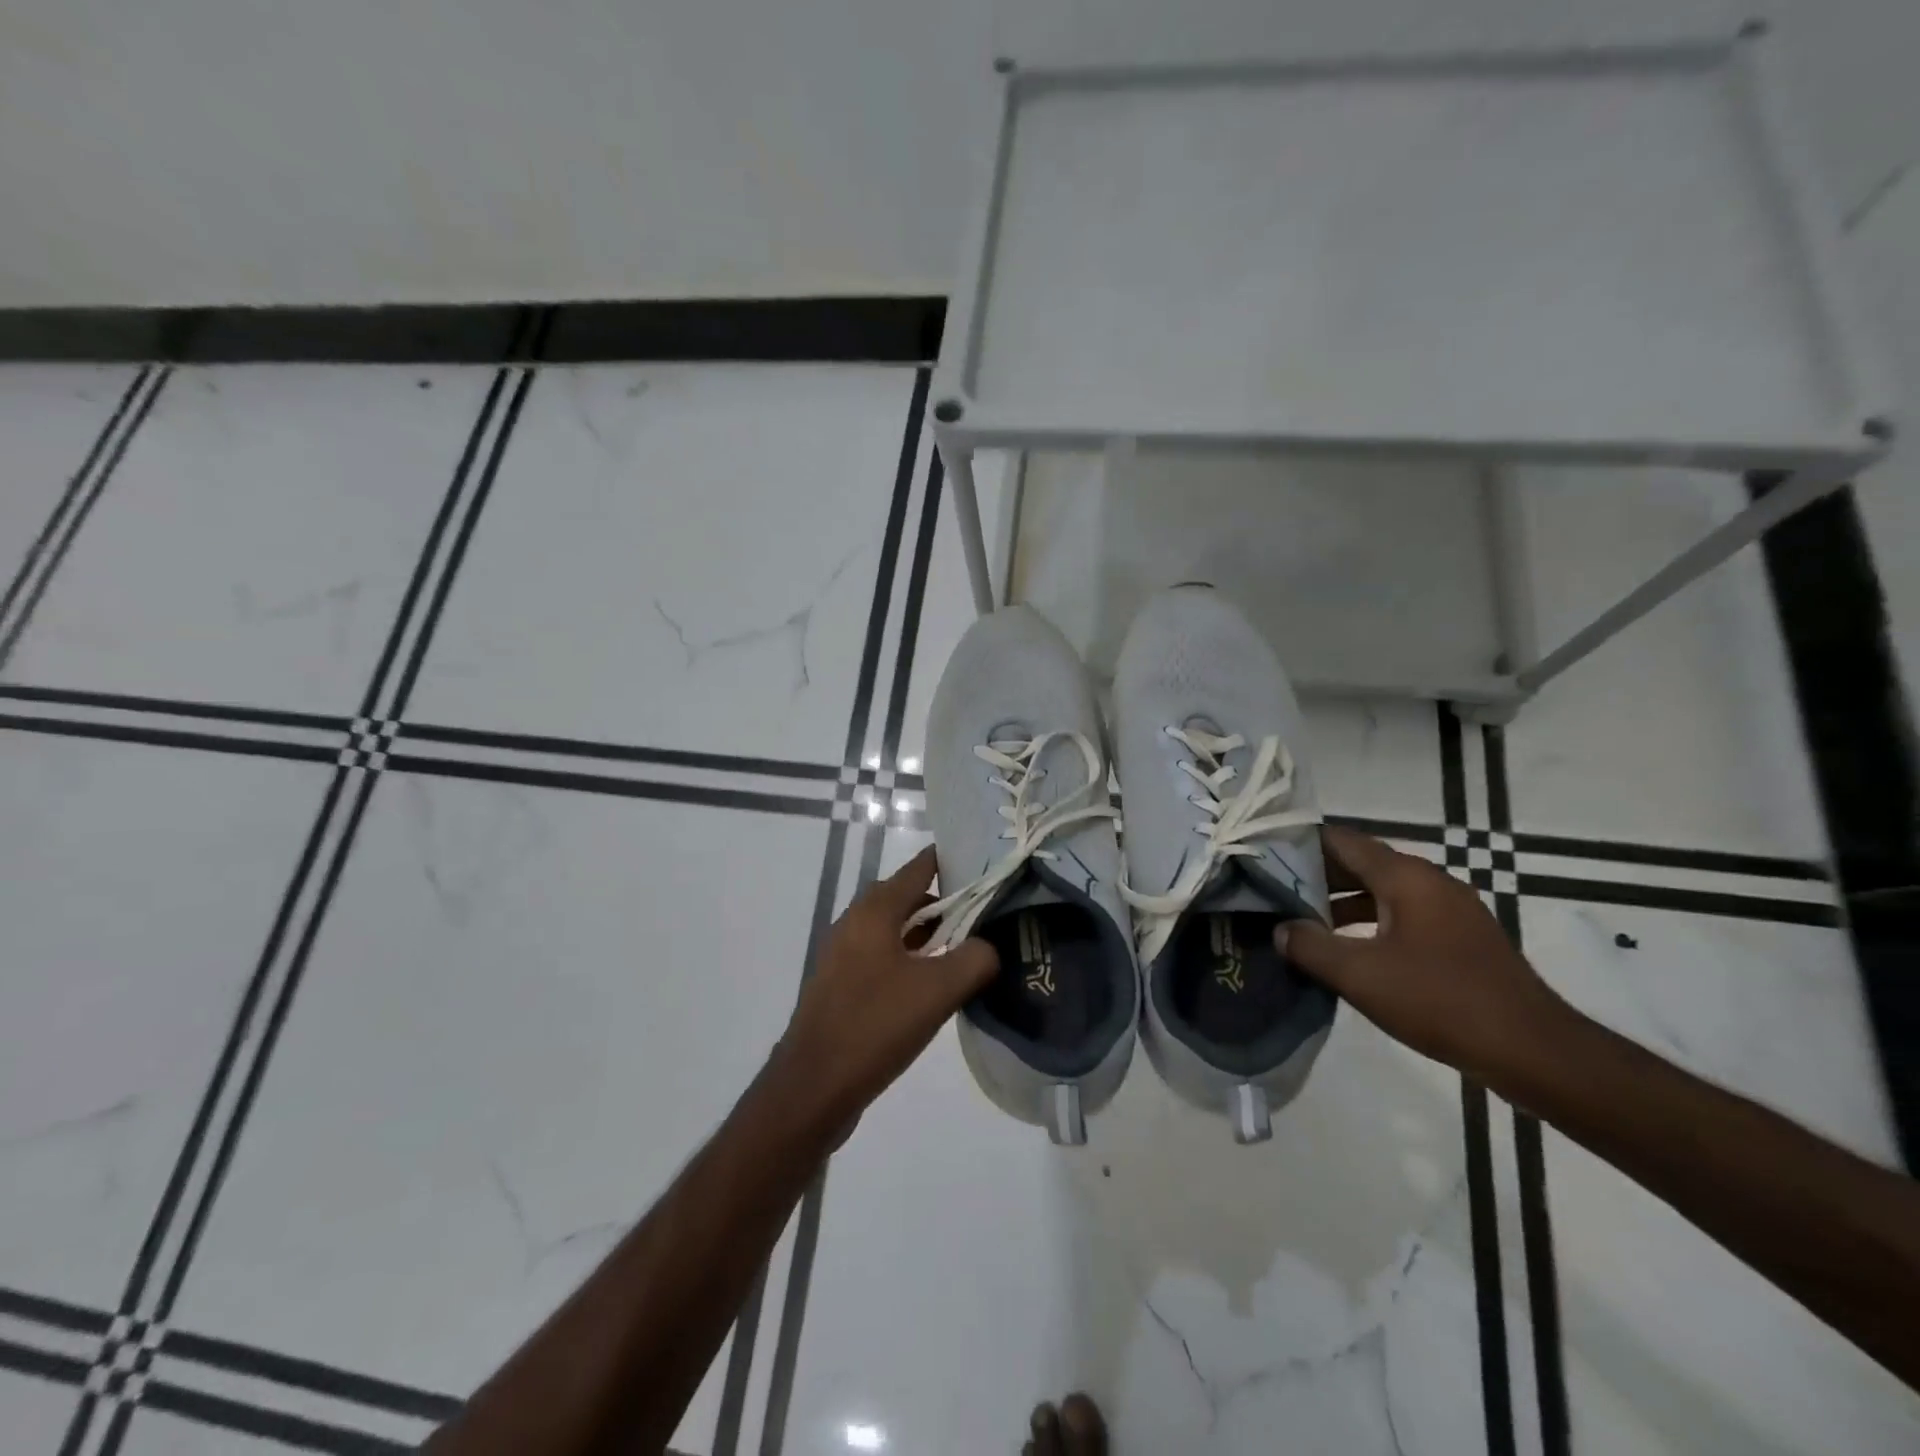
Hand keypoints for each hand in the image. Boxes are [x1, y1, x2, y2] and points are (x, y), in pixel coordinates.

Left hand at [775, 848, 998, 1131]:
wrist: (813, 1088)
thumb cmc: (875, 1026)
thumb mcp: (938, 990)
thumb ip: (975, 959)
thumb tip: (989, 947)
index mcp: (874, 911)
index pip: (920, 867)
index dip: (954, 861)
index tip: (989, 866)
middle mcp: (855, 923)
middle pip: (908, 898)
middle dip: (948, 903)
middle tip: (988, 915)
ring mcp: (845, 955)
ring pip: (896, 930)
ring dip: (930, 936)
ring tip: (969, 951)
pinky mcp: (842, 985)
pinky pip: (885, 958)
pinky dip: (912, 960)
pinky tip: (936, 987)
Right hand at [1278, 825, 1573, 1083]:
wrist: (1533, 1051)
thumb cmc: (1441, 1000)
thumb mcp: (1361, 975)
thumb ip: (1311, 947)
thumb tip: (1280, 929)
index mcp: (1406, 877)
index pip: (1341, 840)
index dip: (1299, 843)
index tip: (1262, 854)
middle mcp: (1429, 881)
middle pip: (1361, 863)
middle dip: (1315, 874)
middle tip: (1271, 889)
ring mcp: (1449, 910)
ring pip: (1380, 891)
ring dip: (1340, 902)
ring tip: (1299, 920)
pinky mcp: (1459, 938)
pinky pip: (1401, 915)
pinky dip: (1368, 921)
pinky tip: (1345, 949)